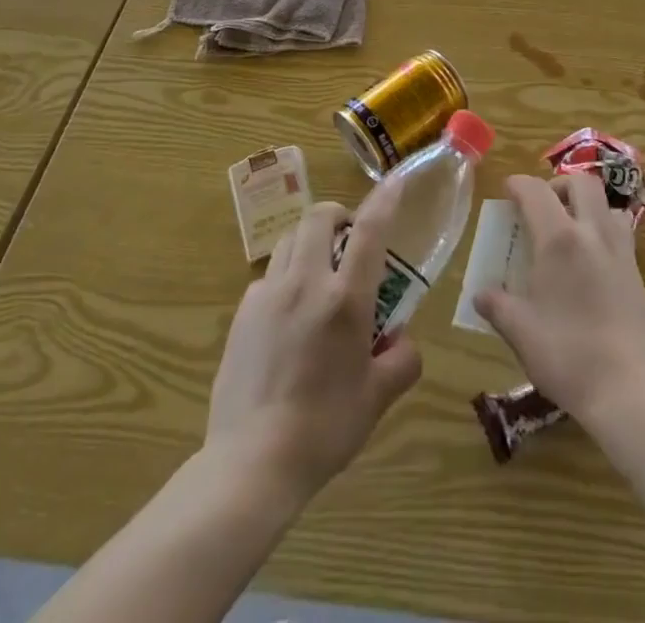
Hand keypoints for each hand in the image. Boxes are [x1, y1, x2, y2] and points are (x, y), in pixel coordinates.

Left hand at [204, 179, 422, 498]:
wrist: (250, 464)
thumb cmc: (324, 429)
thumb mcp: (378, 399)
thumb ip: (402, 361)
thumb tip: (401, 341)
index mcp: (345, 300)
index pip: (369, 231)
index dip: (385, 200)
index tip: (395, 180)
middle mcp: (306, 283)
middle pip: (319, 217)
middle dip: (338, 215)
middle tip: (350, 239)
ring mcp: (268, 294)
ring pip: (291, 240)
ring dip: (311, 242)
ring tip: (320, 273)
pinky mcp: (243, 313)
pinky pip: (269, 275)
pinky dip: (286, 277)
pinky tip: (289, 314)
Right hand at [474, 173, 644, 430]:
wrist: (627, 389)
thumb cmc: (566, 354)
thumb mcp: (519, 331)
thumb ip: (497, 305)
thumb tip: (481, 295)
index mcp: (558, 239)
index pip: (535, 191)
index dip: (518, 184)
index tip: (507, 191)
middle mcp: (592, 233)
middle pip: (581, 182)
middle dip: (558, 185)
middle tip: (541, 207)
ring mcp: (620, 250)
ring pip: (606, 203)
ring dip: (586, 204)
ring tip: (569, 229)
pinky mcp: (636, 272)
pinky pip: (620, 230)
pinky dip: (603, 228)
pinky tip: (590, 258)